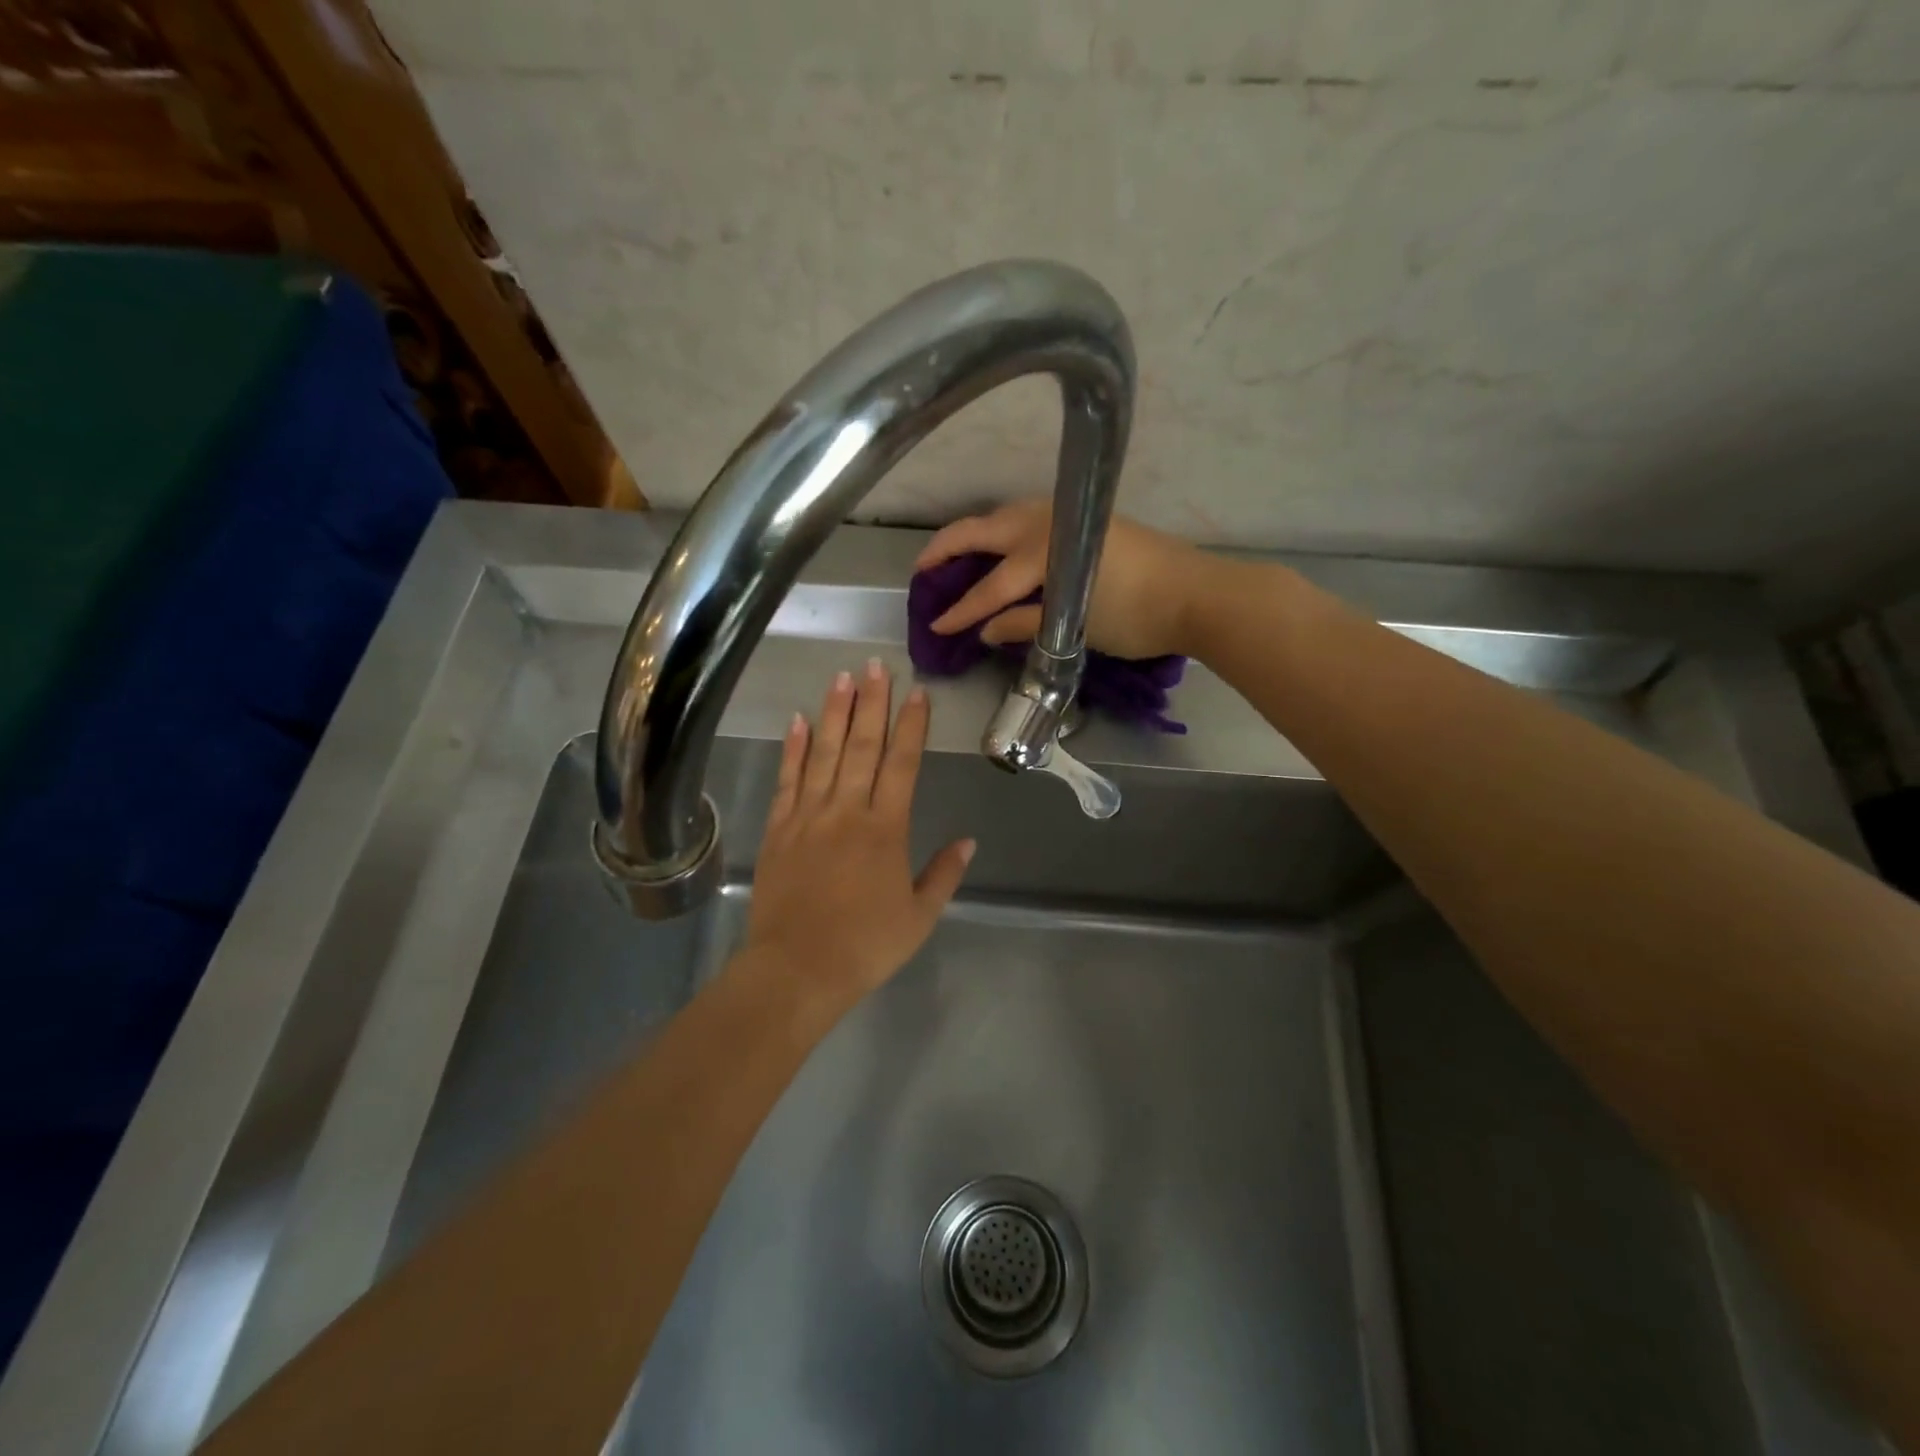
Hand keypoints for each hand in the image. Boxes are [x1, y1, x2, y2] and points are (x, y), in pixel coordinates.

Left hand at [740, 660, 974, 1009]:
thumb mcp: (919, 917)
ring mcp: (808, 816)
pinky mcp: (778, 829)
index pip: (902, 764)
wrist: (797, 970)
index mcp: (886, 829)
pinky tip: (798, 720)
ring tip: (841, 677)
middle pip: (862, 746)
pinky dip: (793, 749)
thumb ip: (944, 875)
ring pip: (824, 753)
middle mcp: (847, 811)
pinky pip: (787, 780)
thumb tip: (969, 841)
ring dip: (834, 712)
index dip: (911, 726)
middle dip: (871, 703)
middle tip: (875, 665)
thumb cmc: (865, 946)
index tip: (916, 693)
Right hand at [915, 499, 1203, 659]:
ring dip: (975, 534)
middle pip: (984, 531)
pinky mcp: (1084, 519)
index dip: (960, 610)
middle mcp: (1047, 523)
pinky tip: (1000, 548)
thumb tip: (986, 631)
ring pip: (1005, 517)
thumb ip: (1026, 625)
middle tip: (922, 569)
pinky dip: (1004, 533)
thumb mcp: (1075, 628)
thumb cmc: (1136, 615)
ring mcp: (1066, 515)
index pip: (989, 586)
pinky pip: (1028, 520)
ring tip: (955, 555)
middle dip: (947, 548)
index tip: (934, 625)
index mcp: (1042, 552)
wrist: (1197, 594)